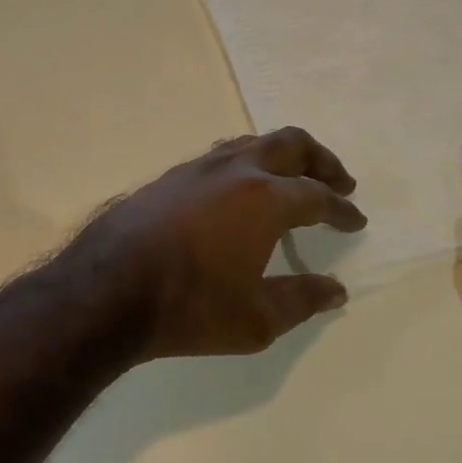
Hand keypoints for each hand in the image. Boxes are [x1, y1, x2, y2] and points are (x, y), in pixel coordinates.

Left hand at [71, 128, 366, 360]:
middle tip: (339, 180)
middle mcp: (235, 171)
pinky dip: (242, 166)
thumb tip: (336, 291)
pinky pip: (218, 158)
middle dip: (321, 160)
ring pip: (250, 143)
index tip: (355, 220)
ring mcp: (196, 169)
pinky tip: (236, 191)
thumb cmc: (190, 307)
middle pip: (290, 144)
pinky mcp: (167, 178)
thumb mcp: (257, 319)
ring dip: (279, 156)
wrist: (106, 290)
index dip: (342, 209)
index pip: (318, 196)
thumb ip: (302, 300)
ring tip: (290, 177)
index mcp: (266, 199)